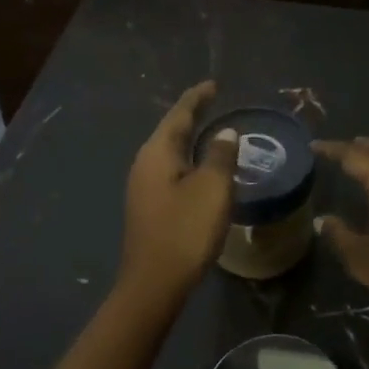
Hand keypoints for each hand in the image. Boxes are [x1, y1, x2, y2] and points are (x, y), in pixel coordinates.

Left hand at [119, 81, 238, 302]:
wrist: (155, 283)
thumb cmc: (185, 230)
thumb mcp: (212, 189)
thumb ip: (220, 156)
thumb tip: (225, 133)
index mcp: (157, 153)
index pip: (179, 115)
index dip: (197, 98)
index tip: (214, 84)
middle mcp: (145, 164)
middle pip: (171, 131)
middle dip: (193, 117)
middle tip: (216, 104)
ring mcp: (143, 187)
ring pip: (170, 153)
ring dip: (191, 141)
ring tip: (213, 133)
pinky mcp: (149, 207)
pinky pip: (171, 172)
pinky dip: (189, 162)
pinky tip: (202, 170)